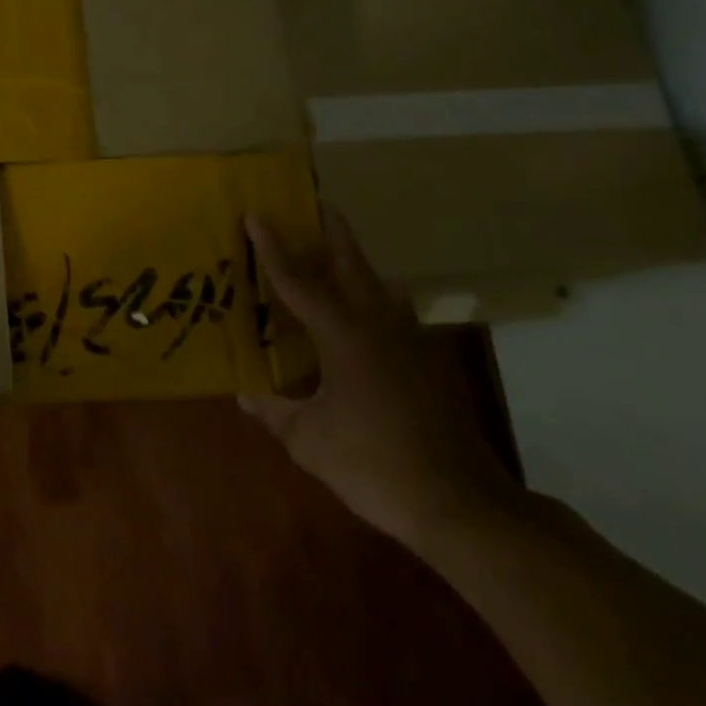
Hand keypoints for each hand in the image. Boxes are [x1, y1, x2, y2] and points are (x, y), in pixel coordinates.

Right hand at [240, 207, 519, 551]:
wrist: (458, 502)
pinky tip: (366, 311)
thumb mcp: (310, 441)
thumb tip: (247, 395)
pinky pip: (393, 312)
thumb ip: (275, 412)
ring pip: (377, 285)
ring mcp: (408, 343)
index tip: (256, 215)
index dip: (273, 248)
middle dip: (331, 231)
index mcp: (343, 336)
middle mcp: (377, 326)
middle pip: (351, 264)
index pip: (298, 281)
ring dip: (354, 262)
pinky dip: (374, 297)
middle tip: (313, 203)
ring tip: (333, 251)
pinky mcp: (425, 363)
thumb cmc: (374, 464)